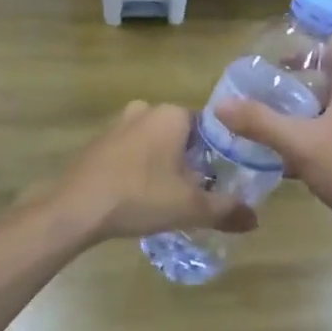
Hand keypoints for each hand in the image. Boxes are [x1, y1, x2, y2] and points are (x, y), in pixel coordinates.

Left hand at [48, 101, 258, 244]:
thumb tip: (255, 220)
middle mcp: (145, 110)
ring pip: (153, 143)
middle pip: (180, 135)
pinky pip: (129, 152)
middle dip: (188, 160)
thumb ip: (226, 210)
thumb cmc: (140, 197)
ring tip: (166, 197)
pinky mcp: (97, 143)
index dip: (216, 154)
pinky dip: (137, 168)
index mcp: (171, 114)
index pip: (208, 127)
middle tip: (194, 191)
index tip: (217, 180)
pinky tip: (137, 196)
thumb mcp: (190, 207)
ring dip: (162, 164)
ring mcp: (117, 124)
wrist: (76, 208)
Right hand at [216, 67, 331, 246]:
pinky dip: (308, 146)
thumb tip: (221, 106)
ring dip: (298, 122)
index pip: (328, 55)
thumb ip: (260, 122)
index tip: (272, 63)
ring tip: (262, 129)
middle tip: (256, 98)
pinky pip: (330, 142)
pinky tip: (283, 163)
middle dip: (291, 93)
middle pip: (323, 87)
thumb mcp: (300, 142)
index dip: (301, 54)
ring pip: (325, 118)